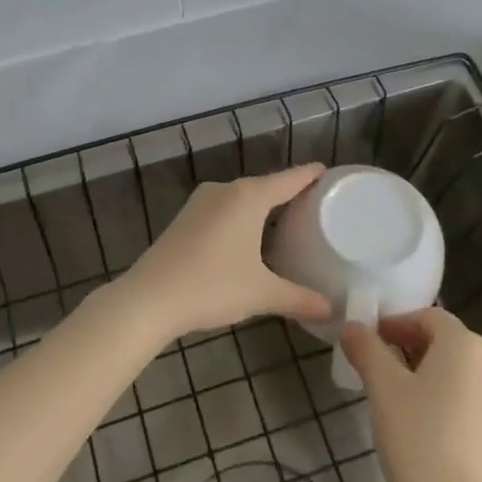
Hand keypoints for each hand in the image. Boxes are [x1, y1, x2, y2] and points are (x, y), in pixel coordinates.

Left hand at [102, 165, 332, 344]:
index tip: (327, 170)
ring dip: (261, 206)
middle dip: (287, 192)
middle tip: (314, 203)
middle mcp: (224, 190)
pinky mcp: (185, 218)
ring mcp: (200, 203)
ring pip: (241, 198)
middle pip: (264, 186)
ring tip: (286, 219)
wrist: (149, 298)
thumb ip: (299, 298)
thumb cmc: (212, 287)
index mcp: (248, 197)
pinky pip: (223, 209)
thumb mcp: (261, 294)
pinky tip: (248, 236)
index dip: (309, 175)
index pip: (288, 179)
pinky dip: (240, 217)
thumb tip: (332, 310)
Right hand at [341, 309, 481, 481]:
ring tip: (392, 396)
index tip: (367, 340)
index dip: (395, 322)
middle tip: (374, 366)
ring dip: (423, 372)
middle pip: (444, 341)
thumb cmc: (420, 441)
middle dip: (407, 346)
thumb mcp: (383, 389)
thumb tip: (352, 327)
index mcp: (466, 345)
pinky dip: (441, 396)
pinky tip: (418, 424)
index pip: (427, 316)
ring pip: (455, 370)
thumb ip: (366, 350)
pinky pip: (467, 397)